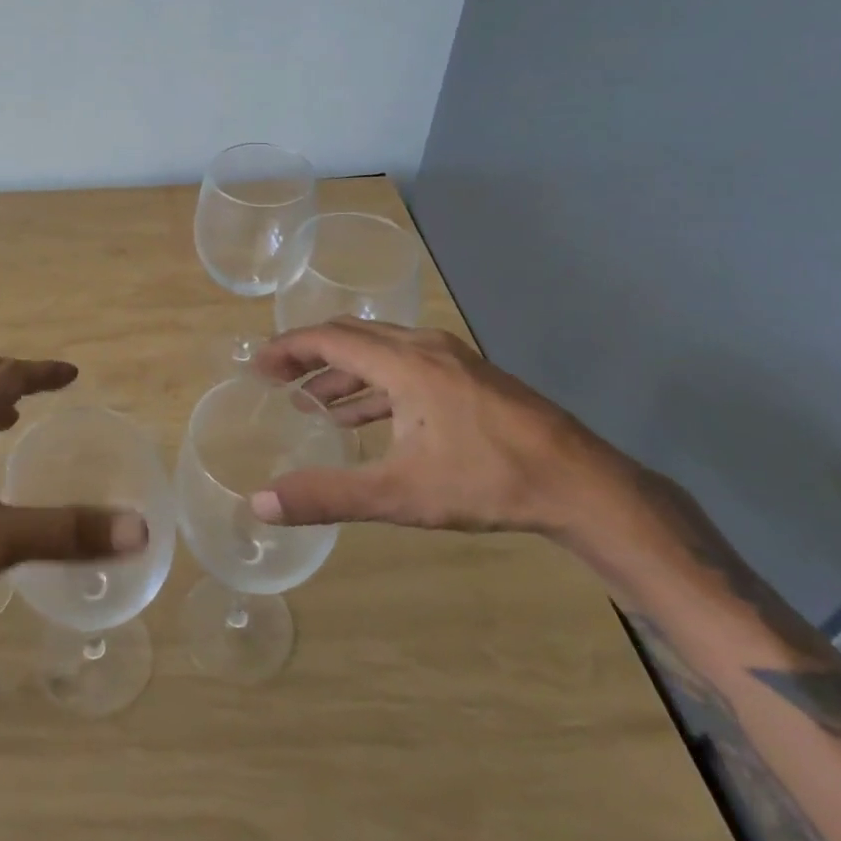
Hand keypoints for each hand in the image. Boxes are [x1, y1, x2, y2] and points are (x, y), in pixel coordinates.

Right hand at [248, 319, 627, 535]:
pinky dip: (374, 385)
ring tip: (312, 402)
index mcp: (403, 362)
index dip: (287, 349)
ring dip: (342, 373)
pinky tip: (366, 417)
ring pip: (381, 352)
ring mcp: (452, 360)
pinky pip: (406, 367)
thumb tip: (259, 504)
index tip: (256, 366)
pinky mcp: (470, 378)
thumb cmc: (487, 480)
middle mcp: (424, 347)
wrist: (585, 485)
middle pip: (352, 336)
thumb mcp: (400, 494)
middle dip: (310, 355)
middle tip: (276, 379)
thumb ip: (327, 496)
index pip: (328, 339)